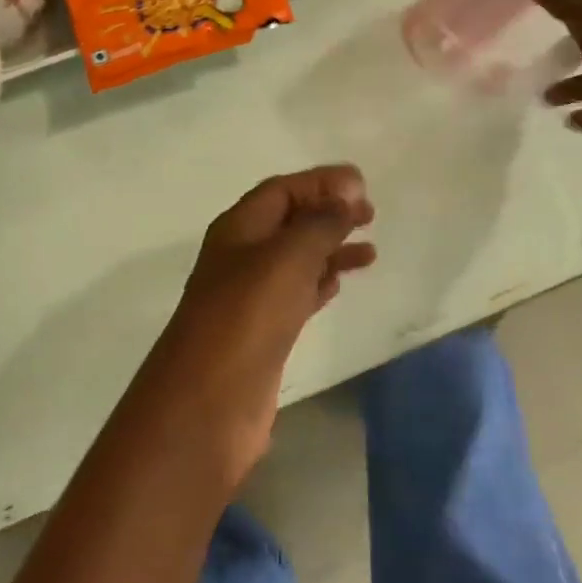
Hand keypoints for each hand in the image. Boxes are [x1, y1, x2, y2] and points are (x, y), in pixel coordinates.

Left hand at [134, 165, 376, 491]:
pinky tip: (341, 282)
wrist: (210, 401)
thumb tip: (348, 193)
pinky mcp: (264, 331)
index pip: (282, 189)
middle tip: (371, 214)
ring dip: (330, 248)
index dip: (321, 182)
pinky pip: (297, 293)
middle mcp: (242, 256)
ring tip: (370, 250)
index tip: (363, 184)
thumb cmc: (247, 316)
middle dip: (328, 212)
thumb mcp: (288, 257)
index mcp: (239, 228)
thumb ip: (321, 222)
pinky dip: (321, 282)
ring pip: (296, 259)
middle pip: (289, 221)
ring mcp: (251, 296)